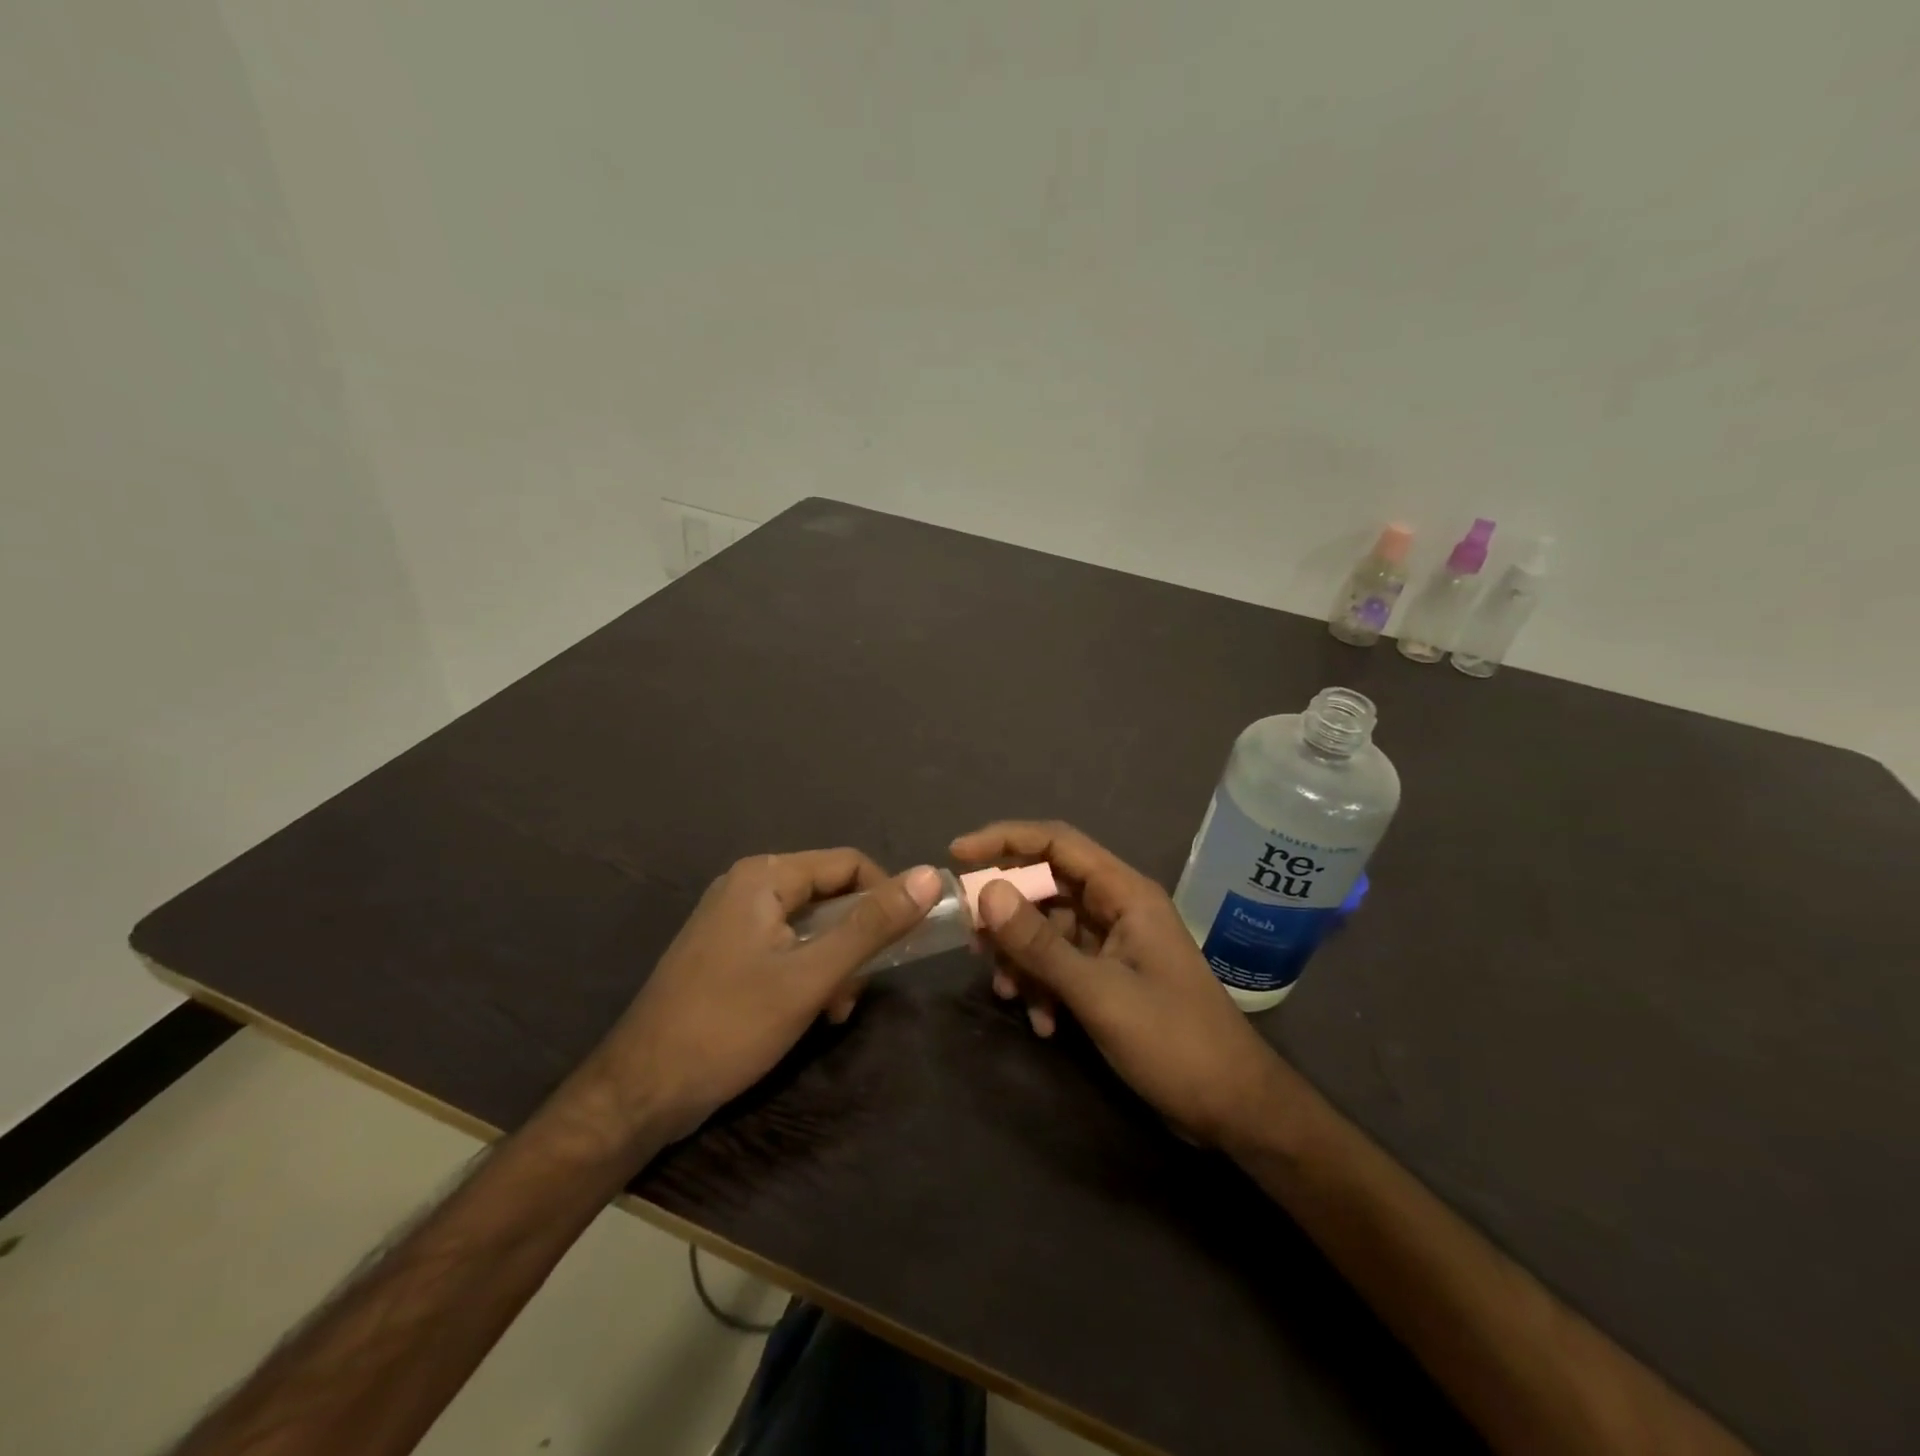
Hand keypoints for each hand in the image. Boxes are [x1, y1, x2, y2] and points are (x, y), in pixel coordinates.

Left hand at [571, 850, 942, 1146]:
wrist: (640, 1091)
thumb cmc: (729, 1025)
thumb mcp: (811, 976)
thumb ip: (872, 925)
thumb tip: (929, 874)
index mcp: (764, 877)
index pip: (848, 864)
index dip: (885, 896)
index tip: (906, 941)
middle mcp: (747, 886)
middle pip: (829, 895)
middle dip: (855, 940)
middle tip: (858, 987)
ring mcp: (732, 920)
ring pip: (810, 926)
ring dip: (834, 963)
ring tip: (834, 1009)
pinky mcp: (726, 953)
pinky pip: (785, 947)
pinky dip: (807, 973)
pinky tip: (810, 1013)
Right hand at [952, 821, 1285, 1147]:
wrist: (1232, 1107)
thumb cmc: (1173, 1041)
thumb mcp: (1099, 993)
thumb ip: (1040, 944)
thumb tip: (985, 892)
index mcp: (1125, 893)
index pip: (1057, 842)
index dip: (1004, 840)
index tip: (957, 854)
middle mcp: (1117, 907)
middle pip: (1046, 886)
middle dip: (1007, 914)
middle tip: (973, 942)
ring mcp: (1114, 943)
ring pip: (1048, 929)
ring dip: (1023, 959)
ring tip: (1008, 995)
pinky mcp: (1110, 976)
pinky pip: (1061, 964)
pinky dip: (1043, 986)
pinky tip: (1043, 1023)